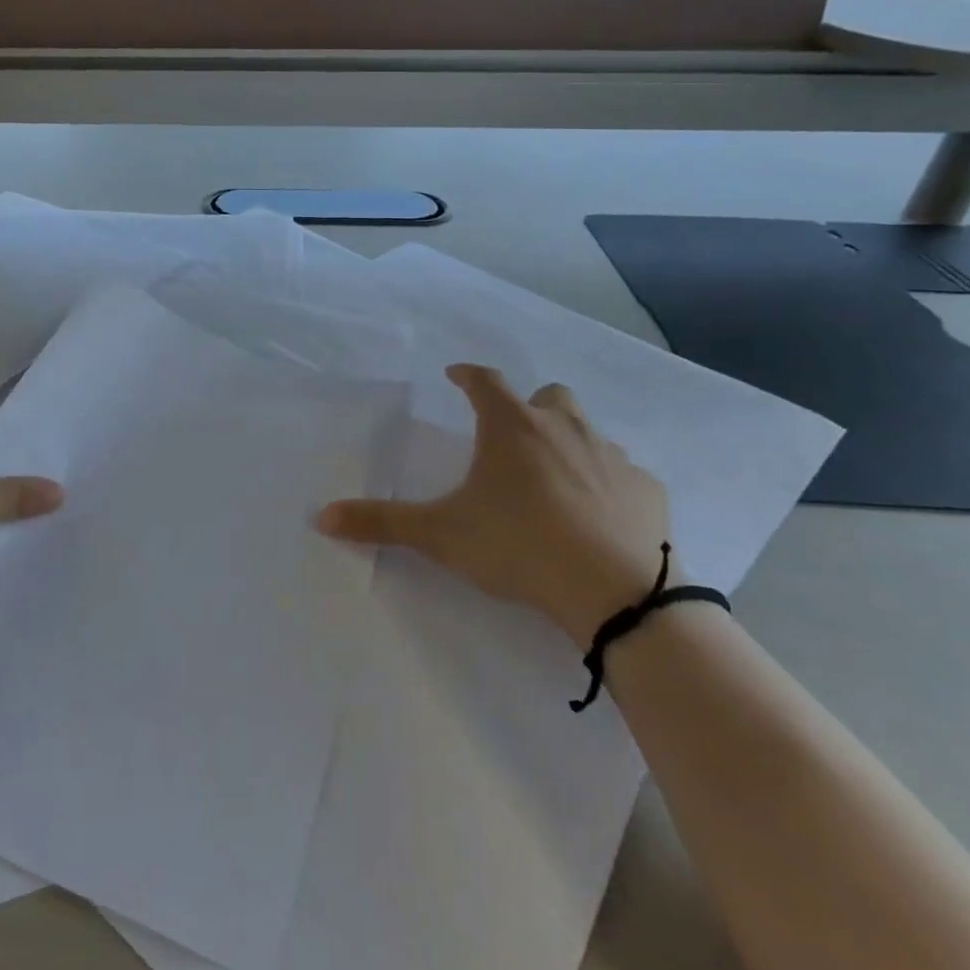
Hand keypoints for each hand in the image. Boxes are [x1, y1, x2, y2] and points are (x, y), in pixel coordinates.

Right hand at [318, 364, 669, 646]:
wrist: (616, 594)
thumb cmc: (518, 546)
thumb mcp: (440, 535)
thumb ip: (381, 522)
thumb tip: (321, 516)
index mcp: (512, 428)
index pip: (484, 381)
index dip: (467, 375)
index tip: (455, 376)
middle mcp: (564, 429)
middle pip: (548, 396)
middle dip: (527, 407)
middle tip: (511, 436)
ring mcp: (612, 457)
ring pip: (588, 432)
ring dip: (568, 444)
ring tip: (552, 480)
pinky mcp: (648, 491)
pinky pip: (624, 474)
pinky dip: (607, 483)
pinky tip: (598, 515)